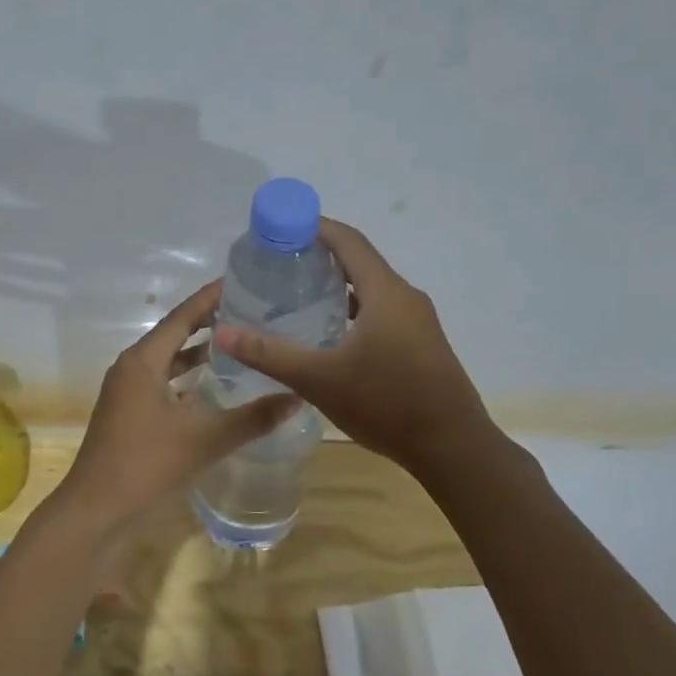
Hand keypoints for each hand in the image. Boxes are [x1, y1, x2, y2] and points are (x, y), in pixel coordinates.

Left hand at [59, 281, 301, 529]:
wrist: (97, 511)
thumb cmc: (147, 464)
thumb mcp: (205, 439)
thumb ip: (253, 418)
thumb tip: (297, 397)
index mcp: (143, 361)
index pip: (182, 316)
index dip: (211, 298)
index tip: (241, 281)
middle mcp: (132, 368)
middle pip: (175, 334)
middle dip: (209, 322)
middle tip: (250, 311)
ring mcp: (127, 393)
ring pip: (168, 362)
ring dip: (199, 353)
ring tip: (239, 343)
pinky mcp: (129, 415)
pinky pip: (163, 384)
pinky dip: (188, 380)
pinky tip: (215, 388)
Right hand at [212, 218, 489, 474]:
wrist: (452, 448)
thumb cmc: (386, 404)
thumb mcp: (319, 380)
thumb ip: (269, 354)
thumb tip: (223, 332)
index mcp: (386, 293)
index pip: (348, 241)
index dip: (315, 227)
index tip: (280, 227)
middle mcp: (405, 298)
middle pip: (360, 262)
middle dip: (320, 256)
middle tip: (278, 263)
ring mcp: (418, 322)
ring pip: (371, 290)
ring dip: (337, 286)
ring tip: (296, 295)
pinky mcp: (421, 344)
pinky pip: (381, 312)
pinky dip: (353, 310)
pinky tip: (328, 333)